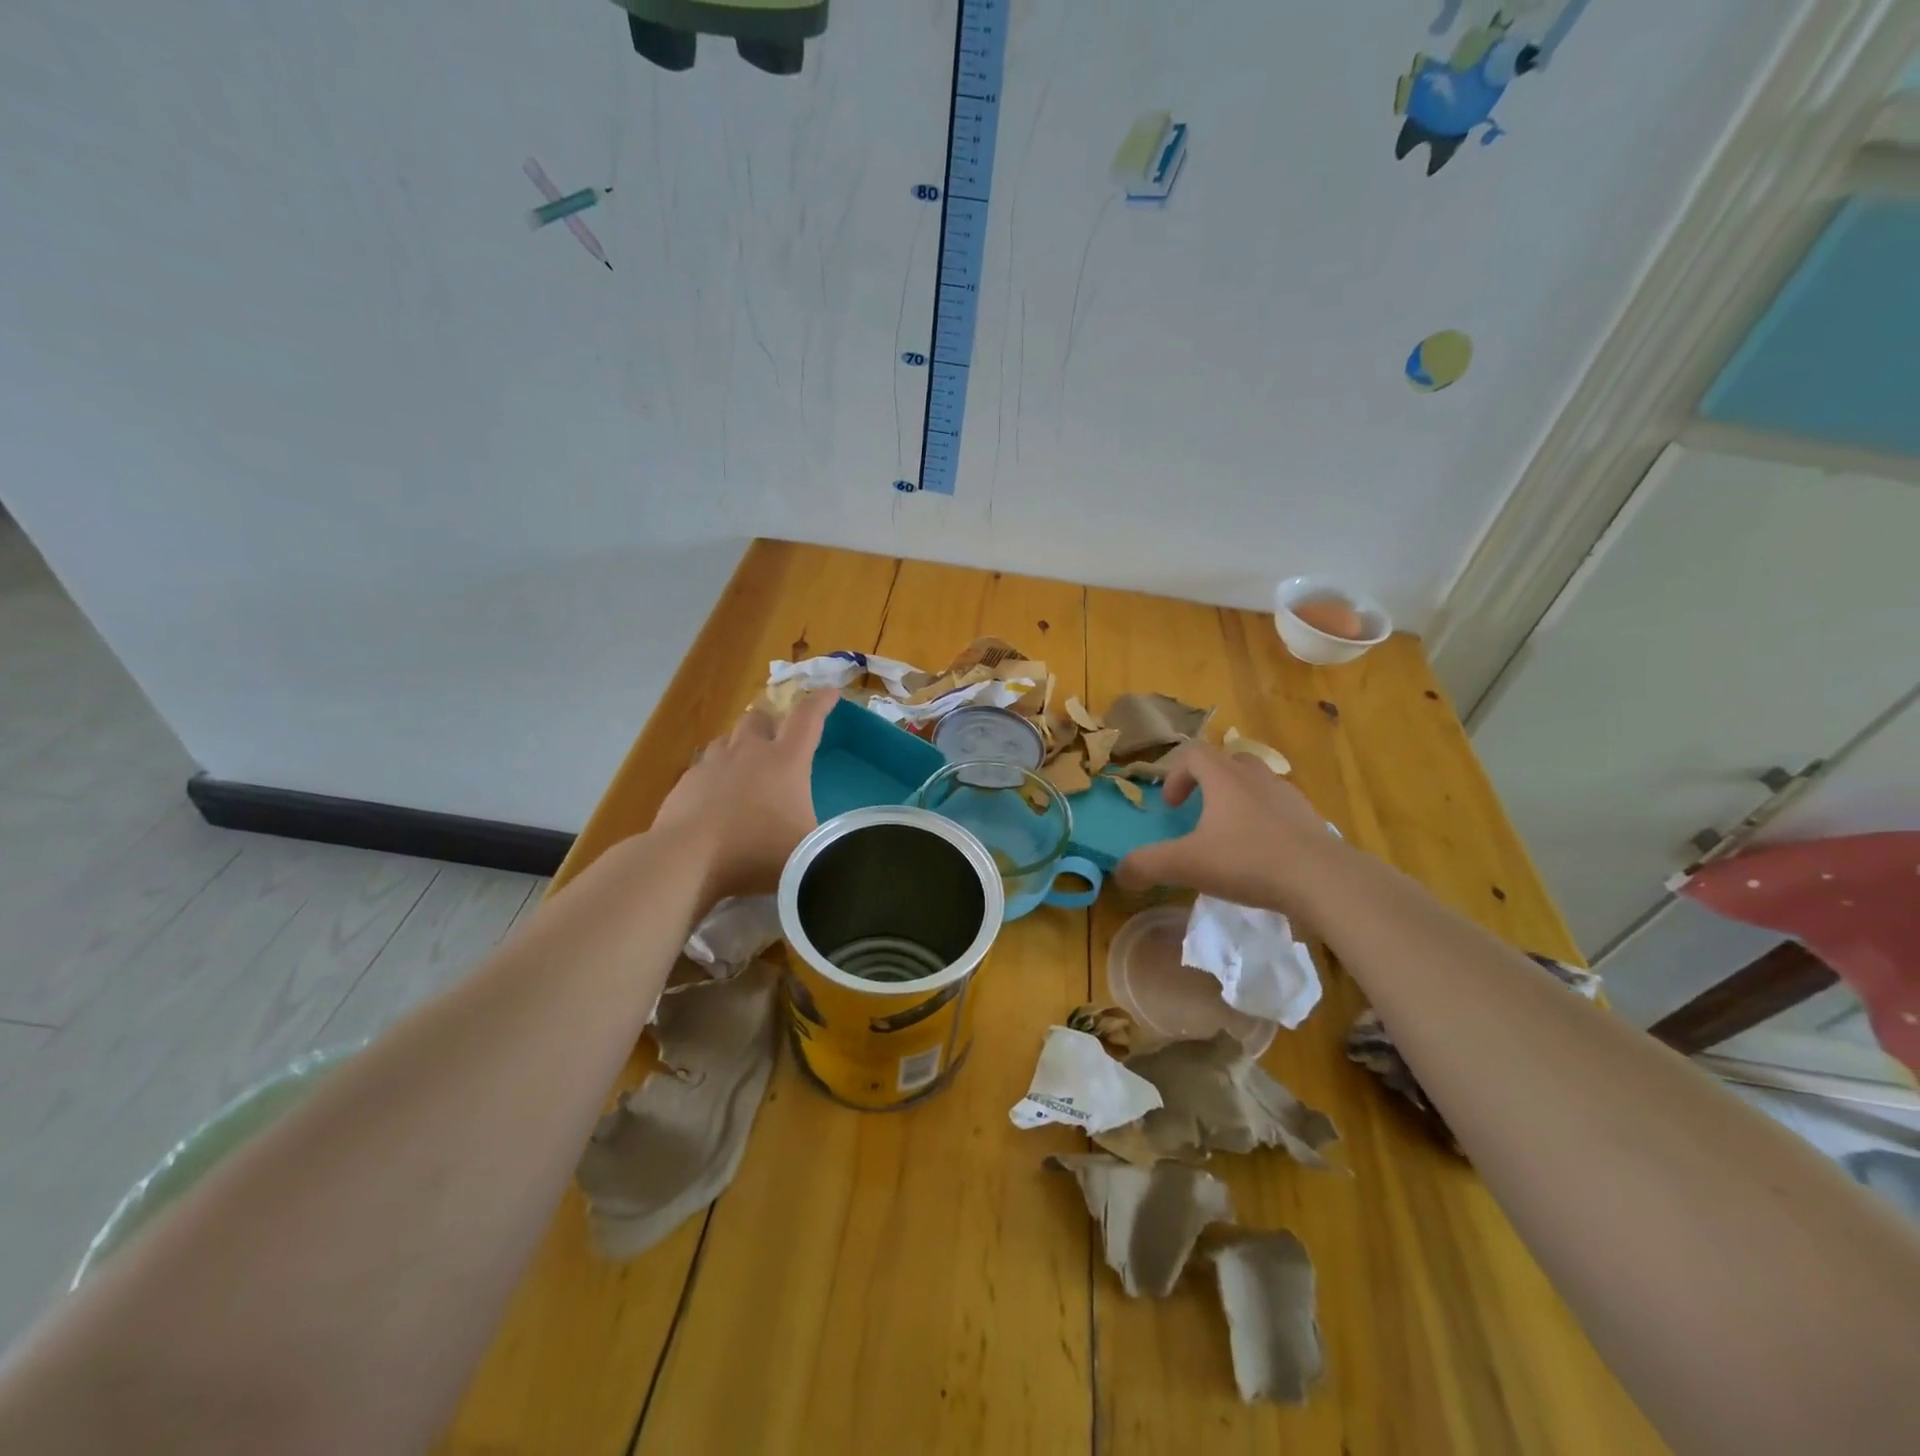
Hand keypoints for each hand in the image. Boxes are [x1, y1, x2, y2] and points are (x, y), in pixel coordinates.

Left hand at [651, 689, 835, 903]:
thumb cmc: (756, 851)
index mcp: (786, 761)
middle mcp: (749, 752)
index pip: (808, 718)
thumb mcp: (807, 849)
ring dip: (740, 745)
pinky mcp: (686, 783)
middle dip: (771, 721)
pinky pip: (704, 767)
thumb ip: (824, 839)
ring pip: (728, 739)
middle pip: (759, 717)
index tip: (831, 692)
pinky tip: (716, 797)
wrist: (687, 859)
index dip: (821, 701)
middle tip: (778, 738)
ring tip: (746, 767)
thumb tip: (836, 840)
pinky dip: (715, 774)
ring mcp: (712, 764)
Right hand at [1114, 741, 1338, 907]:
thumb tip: (1120, 873)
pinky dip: (1266, 823)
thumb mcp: (1187, 865)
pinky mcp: (1312, 820)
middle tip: (1200, 813)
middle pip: (1228, 762)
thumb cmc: (1248, 861)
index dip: (1175, 775)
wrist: (1323, 880)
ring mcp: (1289, 797)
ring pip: (1257, 785)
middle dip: (1209, 783)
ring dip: (1238, 802)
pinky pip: (1281, 810)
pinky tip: (1263, 856)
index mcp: (1224, 778)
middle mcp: (1256, 777)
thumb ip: (1147, 865)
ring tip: (1231, 836)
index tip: (1171, 807)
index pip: (1193, 754)